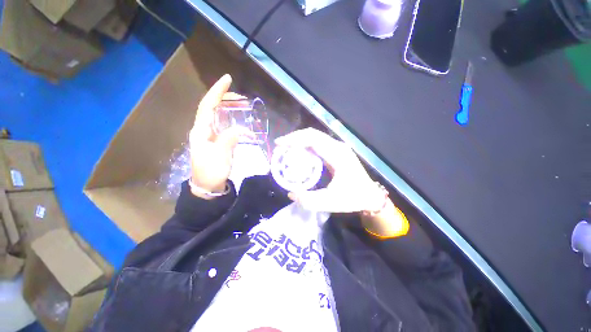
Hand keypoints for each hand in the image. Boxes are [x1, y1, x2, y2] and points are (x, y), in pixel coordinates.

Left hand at [189, 74, 251, 197]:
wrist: (208, 185)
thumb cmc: (211, 172)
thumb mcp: (219, 157)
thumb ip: (228, 141)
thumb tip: (240, 129)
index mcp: (201, 130)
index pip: (207, 105)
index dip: (217, 91)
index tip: (227, 79)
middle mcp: (204, 129)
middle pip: (213, 107)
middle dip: (226, 99)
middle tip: (243, 99)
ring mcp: (211, 135)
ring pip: (219, 115)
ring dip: (230, 108)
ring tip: (244, 106)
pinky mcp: (218, 140)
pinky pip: (225, 124)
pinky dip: (233, 119)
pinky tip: (242, 120)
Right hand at [275, 128, 385, 212]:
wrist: (370, 195)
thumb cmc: (352, 198)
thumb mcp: (330, 203)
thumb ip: (308, 200)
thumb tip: (291, 193)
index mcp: (338, 155)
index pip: (313, 139)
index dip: (294, 139)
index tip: (279, 144)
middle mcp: (338, 147)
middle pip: (312, 134)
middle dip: (294, 138)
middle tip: (280, 147)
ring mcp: (338, 148)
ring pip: (315, 137)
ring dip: (299, 141)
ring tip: (286, 149)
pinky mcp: (336, 151)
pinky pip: (318, 144)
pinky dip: (305, 146)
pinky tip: (298, 153)